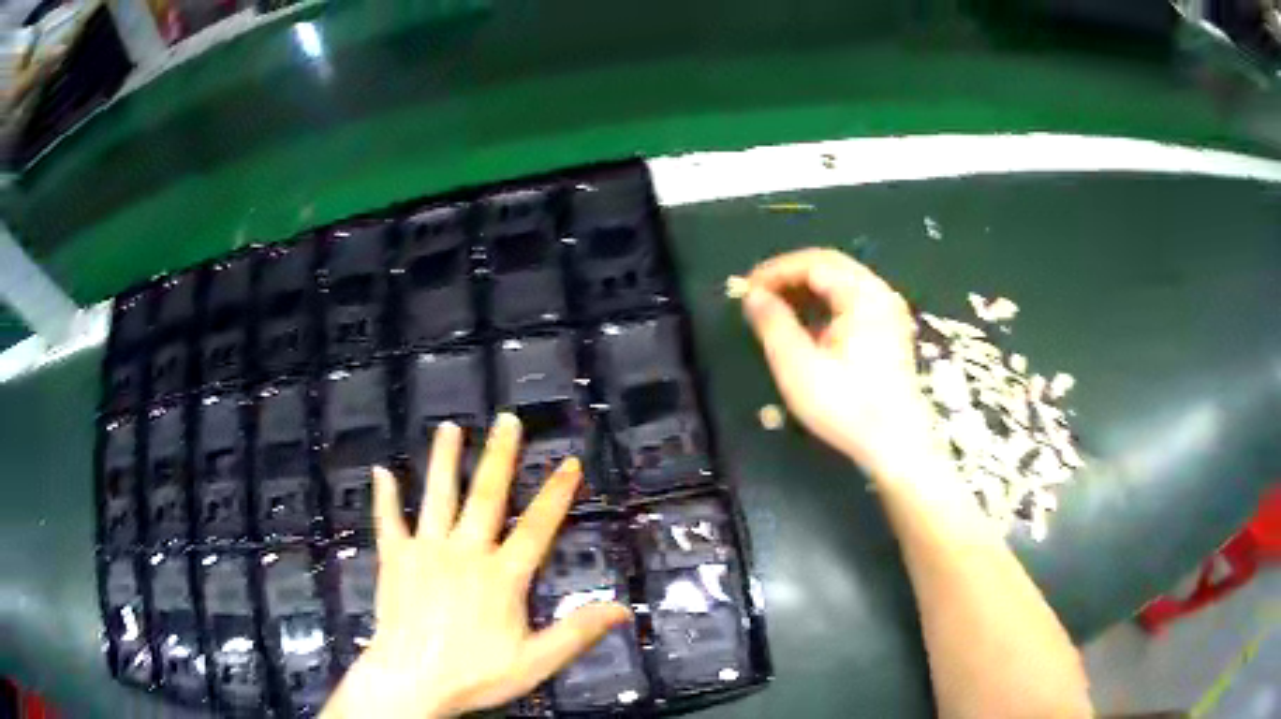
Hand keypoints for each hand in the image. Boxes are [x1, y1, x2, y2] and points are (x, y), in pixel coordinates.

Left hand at [321, 414, 631, 718]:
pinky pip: (389, 521)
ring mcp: (426, 551)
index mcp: (502, 576)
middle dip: (499, 457)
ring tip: (449, 427)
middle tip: (507, 420)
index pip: (536, 527)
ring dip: (444, 460)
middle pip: (486, 496)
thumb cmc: (475, 674)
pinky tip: (381, 471)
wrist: (411, 680)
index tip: (570, 461)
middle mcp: (465, 553)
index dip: (556, 494)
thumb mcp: (536, 661)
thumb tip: (621, 609)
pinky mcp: (395, 559)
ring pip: (438, 497)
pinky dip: (385, 496)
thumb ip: (576, 632)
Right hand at [742, 248, 941, 483]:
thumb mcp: (799, 366)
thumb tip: (752, 295)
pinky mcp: (889, 331)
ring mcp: (888, 312)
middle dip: (790, 276)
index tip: (745, 287)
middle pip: (829, 267)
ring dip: (806, 289)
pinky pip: (852, 301)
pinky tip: (806, 326)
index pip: (813, 263)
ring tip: (775, 308)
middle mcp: (880, 294)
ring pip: (841, 283)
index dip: (775, 270)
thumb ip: (773, 324)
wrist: (896, 444)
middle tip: (756, 293)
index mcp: (862, 295)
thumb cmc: (847, 405)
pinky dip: (824, 304)